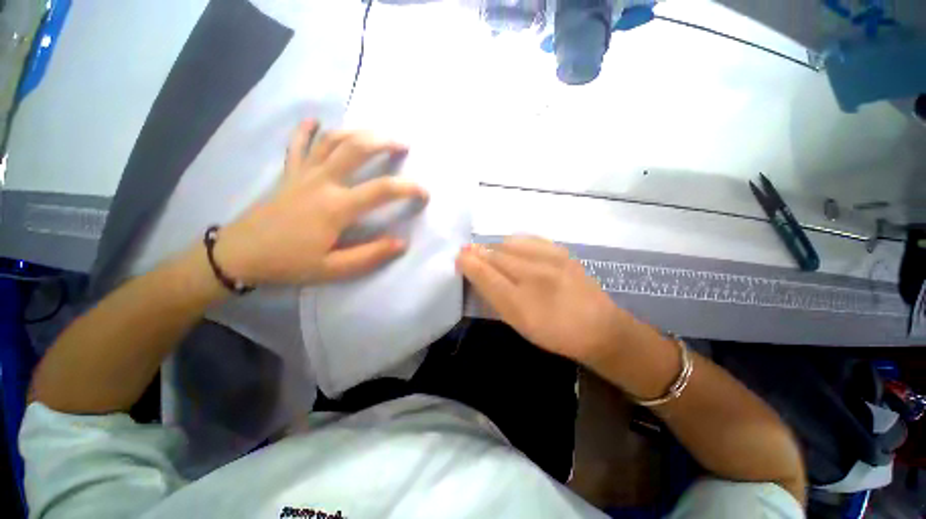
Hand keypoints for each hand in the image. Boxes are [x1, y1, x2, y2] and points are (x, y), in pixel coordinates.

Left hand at [215, 120, 428, 284]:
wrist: (239, 255)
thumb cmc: (289, 263)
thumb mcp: (333, 269)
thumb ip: (370, 255)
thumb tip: (401, 243)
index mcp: (336, 207)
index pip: (382, 190)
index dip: (408, 188)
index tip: (424, 193)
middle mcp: (322, 182)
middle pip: (356, 149)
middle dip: (384, 142)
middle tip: (404, 144)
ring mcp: (303, 173)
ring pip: (332, 141)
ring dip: (357, 132)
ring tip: (375, 133)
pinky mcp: (289, 173)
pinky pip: (297, 145)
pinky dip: (307, 130)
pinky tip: (316, 121)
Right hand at [456, 237, 626, 363]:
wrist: (599, 327)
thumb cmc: (553, 332)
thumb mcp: (518, 322)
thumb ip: (494, 297)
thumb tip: (476, 273)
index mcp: (521, 302)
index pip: (485, 274)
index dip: (468, 262)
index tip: (458, 257)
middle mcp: (534, 276)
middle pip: (495, 255)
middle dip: (478, 252)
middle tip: (469, 253)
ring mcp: (550, 260)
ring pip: (509, 243)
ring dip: (495, 247)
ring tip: (492, 254)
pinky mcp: (561, 251)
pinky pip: (528, 238)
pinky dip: (514, 242)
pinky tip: (513, 250)